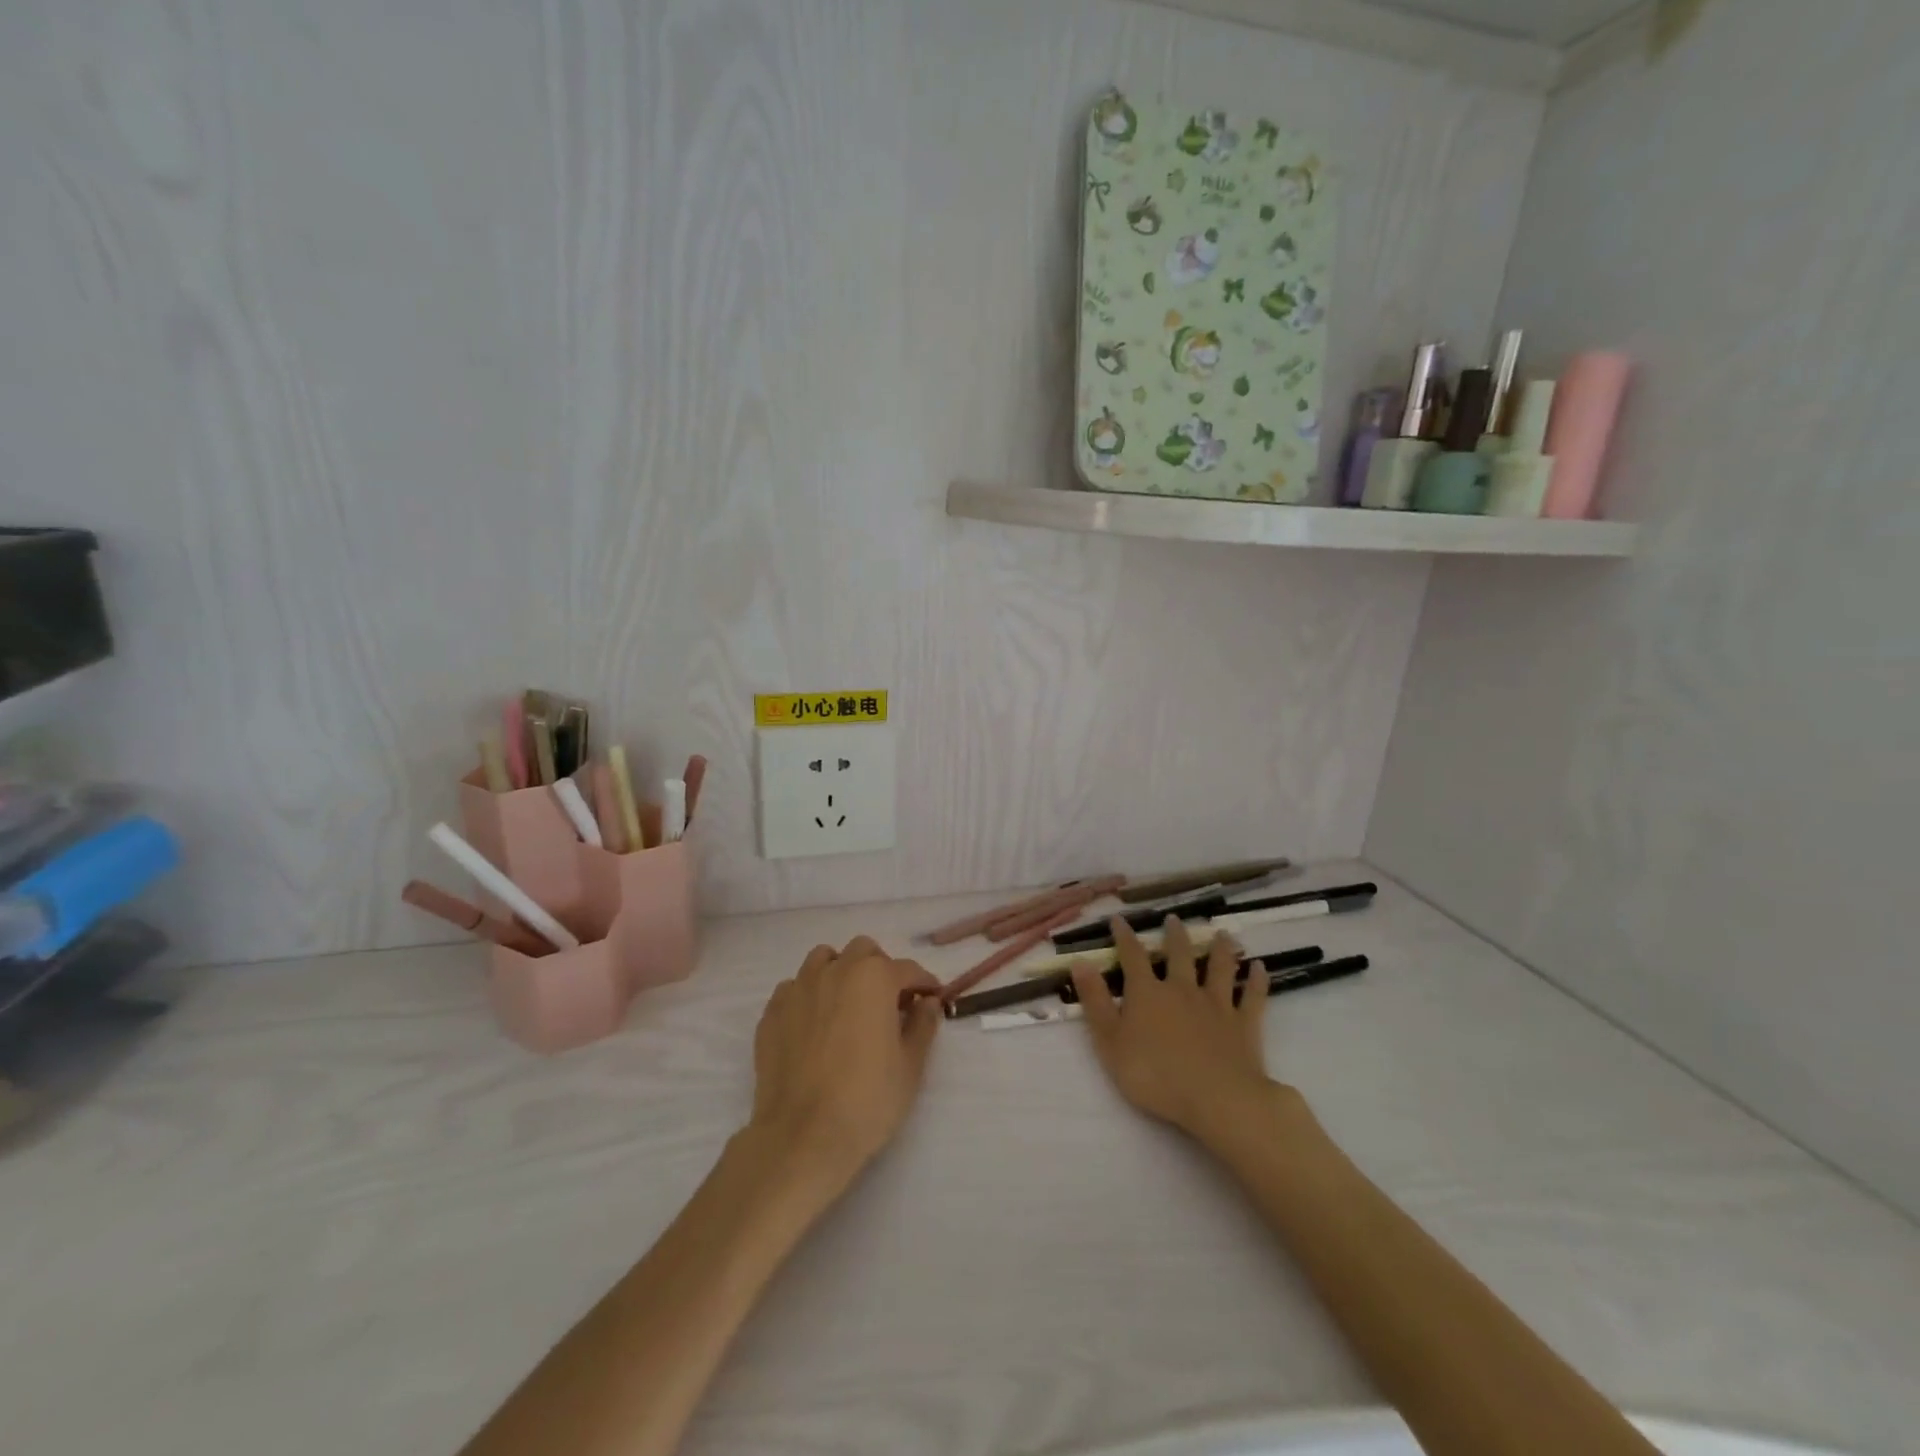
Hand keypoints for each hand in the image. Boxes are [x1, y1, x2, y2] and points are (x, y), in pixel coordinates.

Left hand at [749, 937, 943, 1188]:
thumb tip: (927, 1003)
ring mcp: (798, 989)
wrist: (802, 1137)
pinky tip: (815, 1025)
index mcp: (873, 978)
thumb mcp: (910, 1066)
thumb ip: (922, 1025)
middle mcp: (835, 971)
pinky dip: (809, 996)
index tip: (932, 999)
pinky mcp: (772, 1012)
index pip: (907, 969)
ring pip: (823, 960)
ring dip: (841, 972)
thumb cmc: (867, 1100)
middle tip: (889, 1002)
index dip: (924, 983)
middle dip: (880, 968)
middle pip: (863, 951)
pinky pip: (794, 988)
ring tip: (848, 1005)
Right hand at [1072, 917, 1275, 1144]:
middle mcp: (1182, 989)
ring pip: (1219, 968)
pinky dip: (1257, 981)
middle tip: (1174, 919)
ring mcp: (1216, 1004)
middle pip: (1179, 955)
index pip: (1132, 957)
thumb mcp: (1110, 1042)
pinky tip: (1260, 968)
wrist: (1217, 1099)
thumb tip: (1080, 962)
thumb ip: (1095, 1002)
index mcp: (1147, 993)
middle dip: (1174, 936)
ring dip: (1220, 949)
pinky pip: (1252, 996)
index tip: (1119, 920)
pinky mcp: (1244, 1024)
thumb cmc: (1155, 1074)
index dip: (1124, 937)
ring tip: (1222, 934)